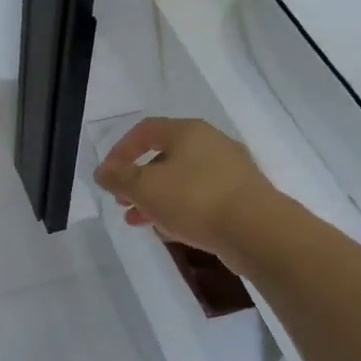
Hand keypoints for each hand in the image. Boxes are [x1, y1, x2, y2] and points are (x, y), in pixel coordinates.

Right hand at [95, 117, 277, 266]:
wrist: (257, 231)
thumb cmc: (195, 199)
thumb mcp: (145, 188)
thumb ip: (118, 178)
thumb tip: (103, 172)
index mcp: (188, 132)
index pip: (145, 130)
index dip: (120, 150)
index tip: (108, 176)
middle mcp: (211, 143)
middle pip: (164, 156)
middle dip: (138, 180)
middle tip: (123, 201)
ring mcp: (230, 170)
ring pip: (182, 180)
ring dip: (156, 198)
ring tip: (139, 221)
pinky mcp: (242, 197)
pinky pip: (201, 197)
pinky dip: (180, 209)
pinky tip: (170, 230)